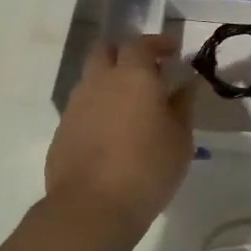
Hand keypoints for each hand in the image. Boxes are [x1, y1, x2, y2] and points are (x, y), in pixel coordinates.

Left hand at [45, 35, 195, 237]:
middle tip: (147, 71)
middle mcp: (100, 80)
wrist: (92, 207)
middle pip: (106, 50)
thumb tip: (187, 83)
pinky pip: (83, 105)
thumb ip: (183, 105)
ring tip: (130, 104)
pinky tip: (112, 131)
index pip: (141, 43)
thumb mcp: (180, 138)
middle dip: (126, 53)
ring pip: (92, 77)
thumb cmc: (148, 169)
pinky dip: (98, 107)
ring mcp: (76, 103)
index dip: (157, 44)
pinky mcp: (63, 128)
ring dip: (110, 80)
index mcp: (133, 75)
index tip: (172, 51)